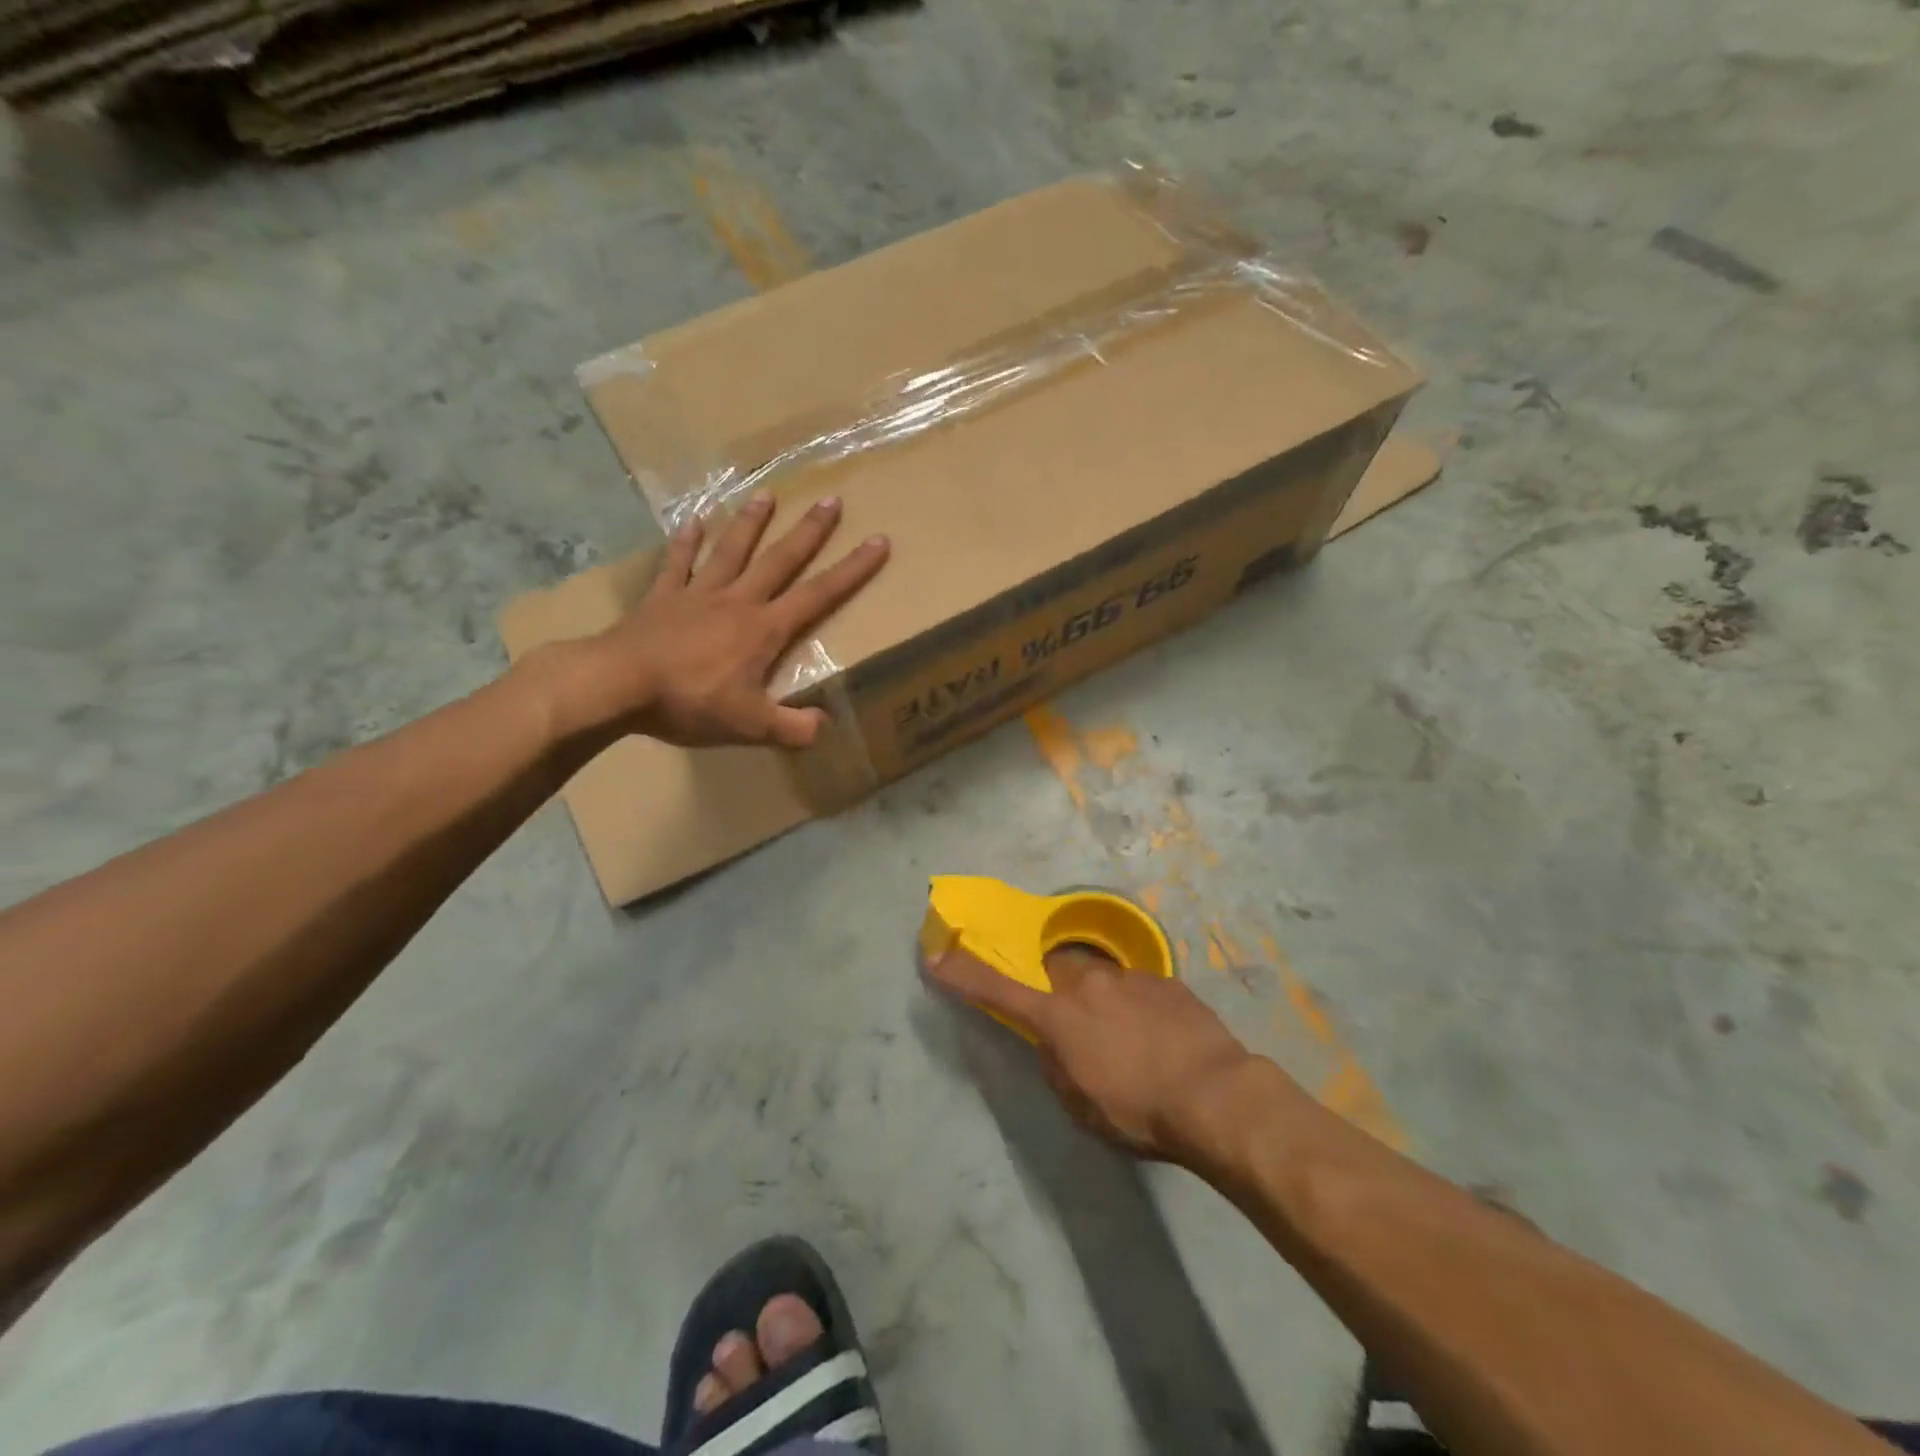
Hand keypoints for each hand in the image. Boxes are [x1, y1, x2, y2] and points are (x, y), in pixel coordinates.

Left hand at [582, 493, 887, 747]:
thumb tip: (824, 726)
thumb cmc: (690, 702)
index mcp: (764, 629)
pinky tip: (693, 520)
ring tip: (766, 495)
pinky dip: (686, 541)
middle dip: (809, 532)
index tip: (877, 541)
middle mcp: (737, 601)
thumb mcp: (750, 727)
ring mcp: (697, 594)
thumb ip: (792, 728)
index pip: (819, 595)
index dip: (852, 570)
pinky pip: (677, 563)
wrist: (618, 684)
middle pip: (780, 560)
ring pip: (731, 551)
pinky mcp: (662, 598)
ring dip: (751, 523)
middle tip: (831, 500)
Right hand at [928, 945, 1256, 1163]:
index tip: (935, 955)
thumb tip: (1053, 1041)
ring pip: (1101, 978)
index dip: (962, 973)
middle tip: (1077, 1024)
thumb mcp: (1080, 1104)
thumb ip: (1056, 1064)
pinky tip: (1160, 1037)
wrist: (1216, 1095)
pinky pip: (1139, 987)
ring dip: (1103, 1000)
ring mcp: (1129, 976)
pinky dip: (1139, 1006)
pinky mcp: (1166, 980)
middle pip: (1057, 971)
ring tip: (1129, 1038)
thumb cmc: (1138, 1110)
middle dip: (1058, 989)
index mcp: (1057, 1016)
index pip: (997, 989)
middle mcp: (1087, 983)